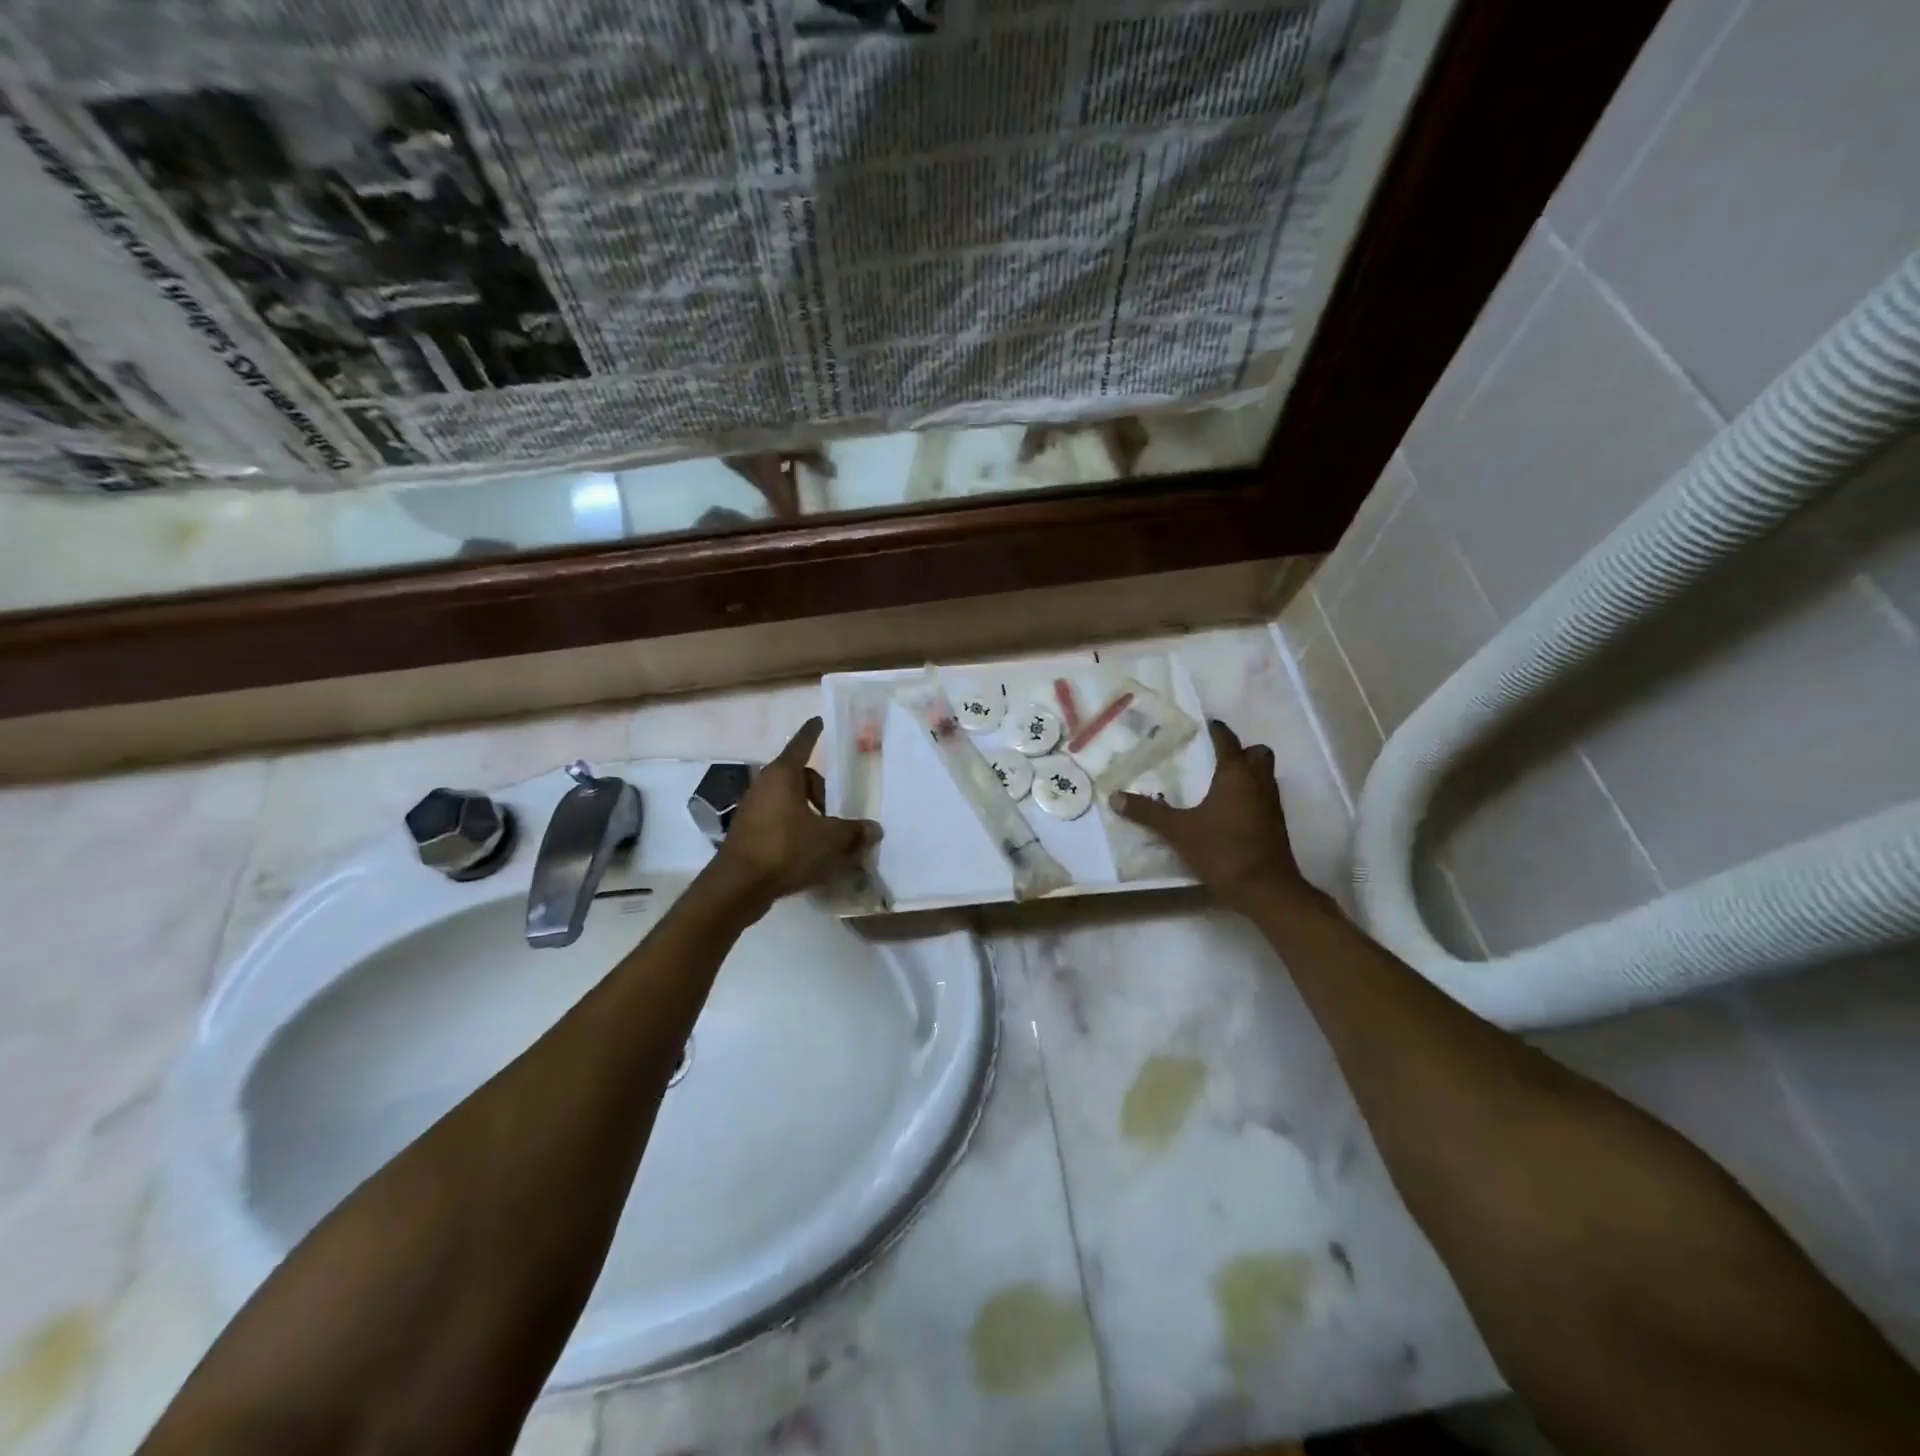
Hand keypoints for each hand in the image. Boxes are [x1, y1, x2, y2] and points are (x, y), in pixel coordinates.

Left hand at [709, 717, 880, 911]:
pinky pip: (779, 822)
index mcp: (783, 775)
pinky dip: (796, 830)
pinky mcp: (748, 833)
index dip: (813, 733)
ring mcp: (753, 810)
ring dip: (809, 813)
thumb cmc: (785, 849)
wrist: (738, 886)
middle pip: (799, 777)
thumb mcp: (829, 839)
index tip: (820, 721)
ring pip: (789, 801)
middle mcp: (765, 786)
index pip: (802, 744)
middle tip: (838, 810)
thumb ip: (853, 832)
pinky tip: (810, 853)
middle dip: (821, 791)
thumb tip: (875, 829)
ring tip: (828, 836)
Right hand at [1110, 719, 1312, 912]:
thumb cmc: (1222, 850)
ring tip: (1222, 784)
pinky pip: (1266, 799)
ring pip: (1266, 776)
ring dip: (1250, 774)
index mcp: (1236, 775)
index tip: (1208, 724)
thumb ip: (1148, 812)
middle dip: (1243, 751)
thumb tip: (1115, 797)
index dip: (1218, 731)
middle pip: (1259, 754)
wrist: (1264, 889)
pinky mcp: (1276, 826)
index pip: (1228, 741)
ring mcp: (1273, 805)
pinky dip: (1252, 797)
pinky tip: (1231, 812)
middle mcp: (1259, 783)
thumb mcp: (1178, 830)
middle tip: (1219, 757)